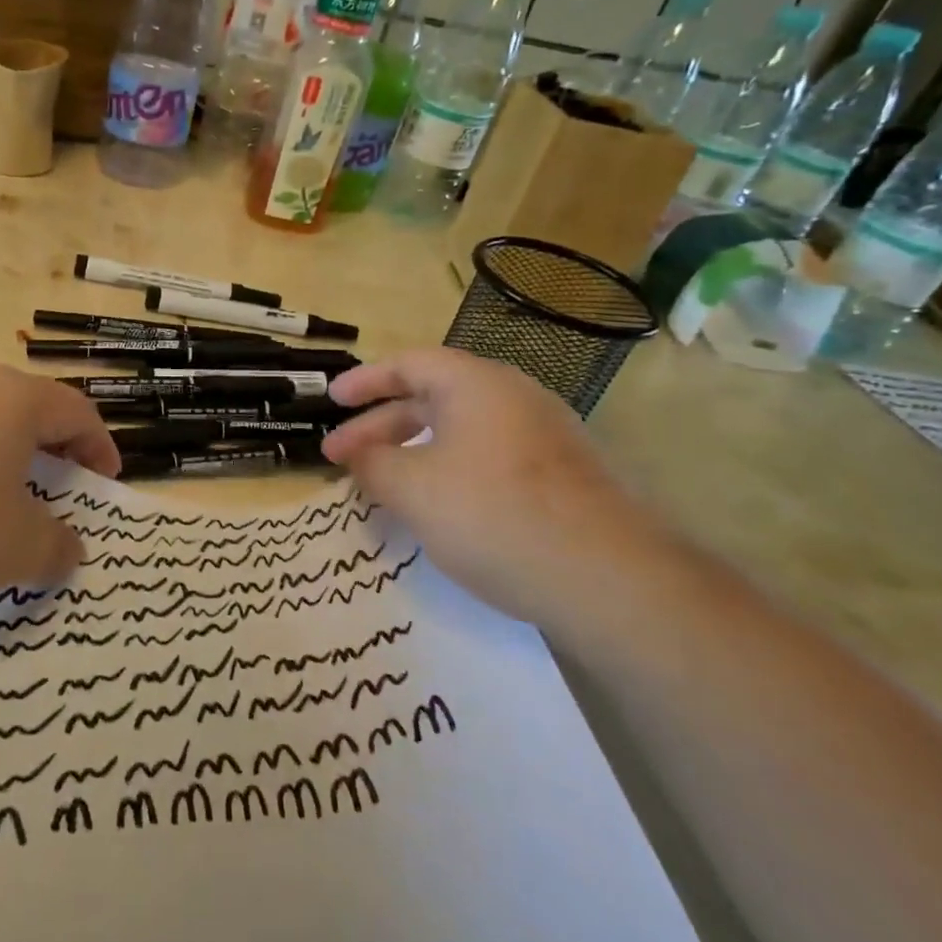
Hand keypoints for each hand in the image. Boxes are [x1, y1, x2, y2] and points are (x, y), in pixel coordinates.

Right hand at [322, 349, 692, 635]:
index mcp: (476, 384)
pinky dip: (448, 469)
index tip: (331, 401)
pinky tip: (436, 506)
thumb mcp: (413, 488)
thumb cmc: (494, 514)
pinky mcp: (562, 475)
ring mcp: (544, 435)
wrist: (610, 578)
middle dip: (380, 427)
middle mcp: (513, 397)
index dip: (364, 380)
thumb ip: (373, 464)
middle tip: (341, 457)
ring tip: (382, 483)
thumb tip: (360, 455)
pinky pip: (487, 456)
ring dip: (412, 451)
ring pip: (459, 431)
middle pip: (431, 398)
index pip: (408, 363)